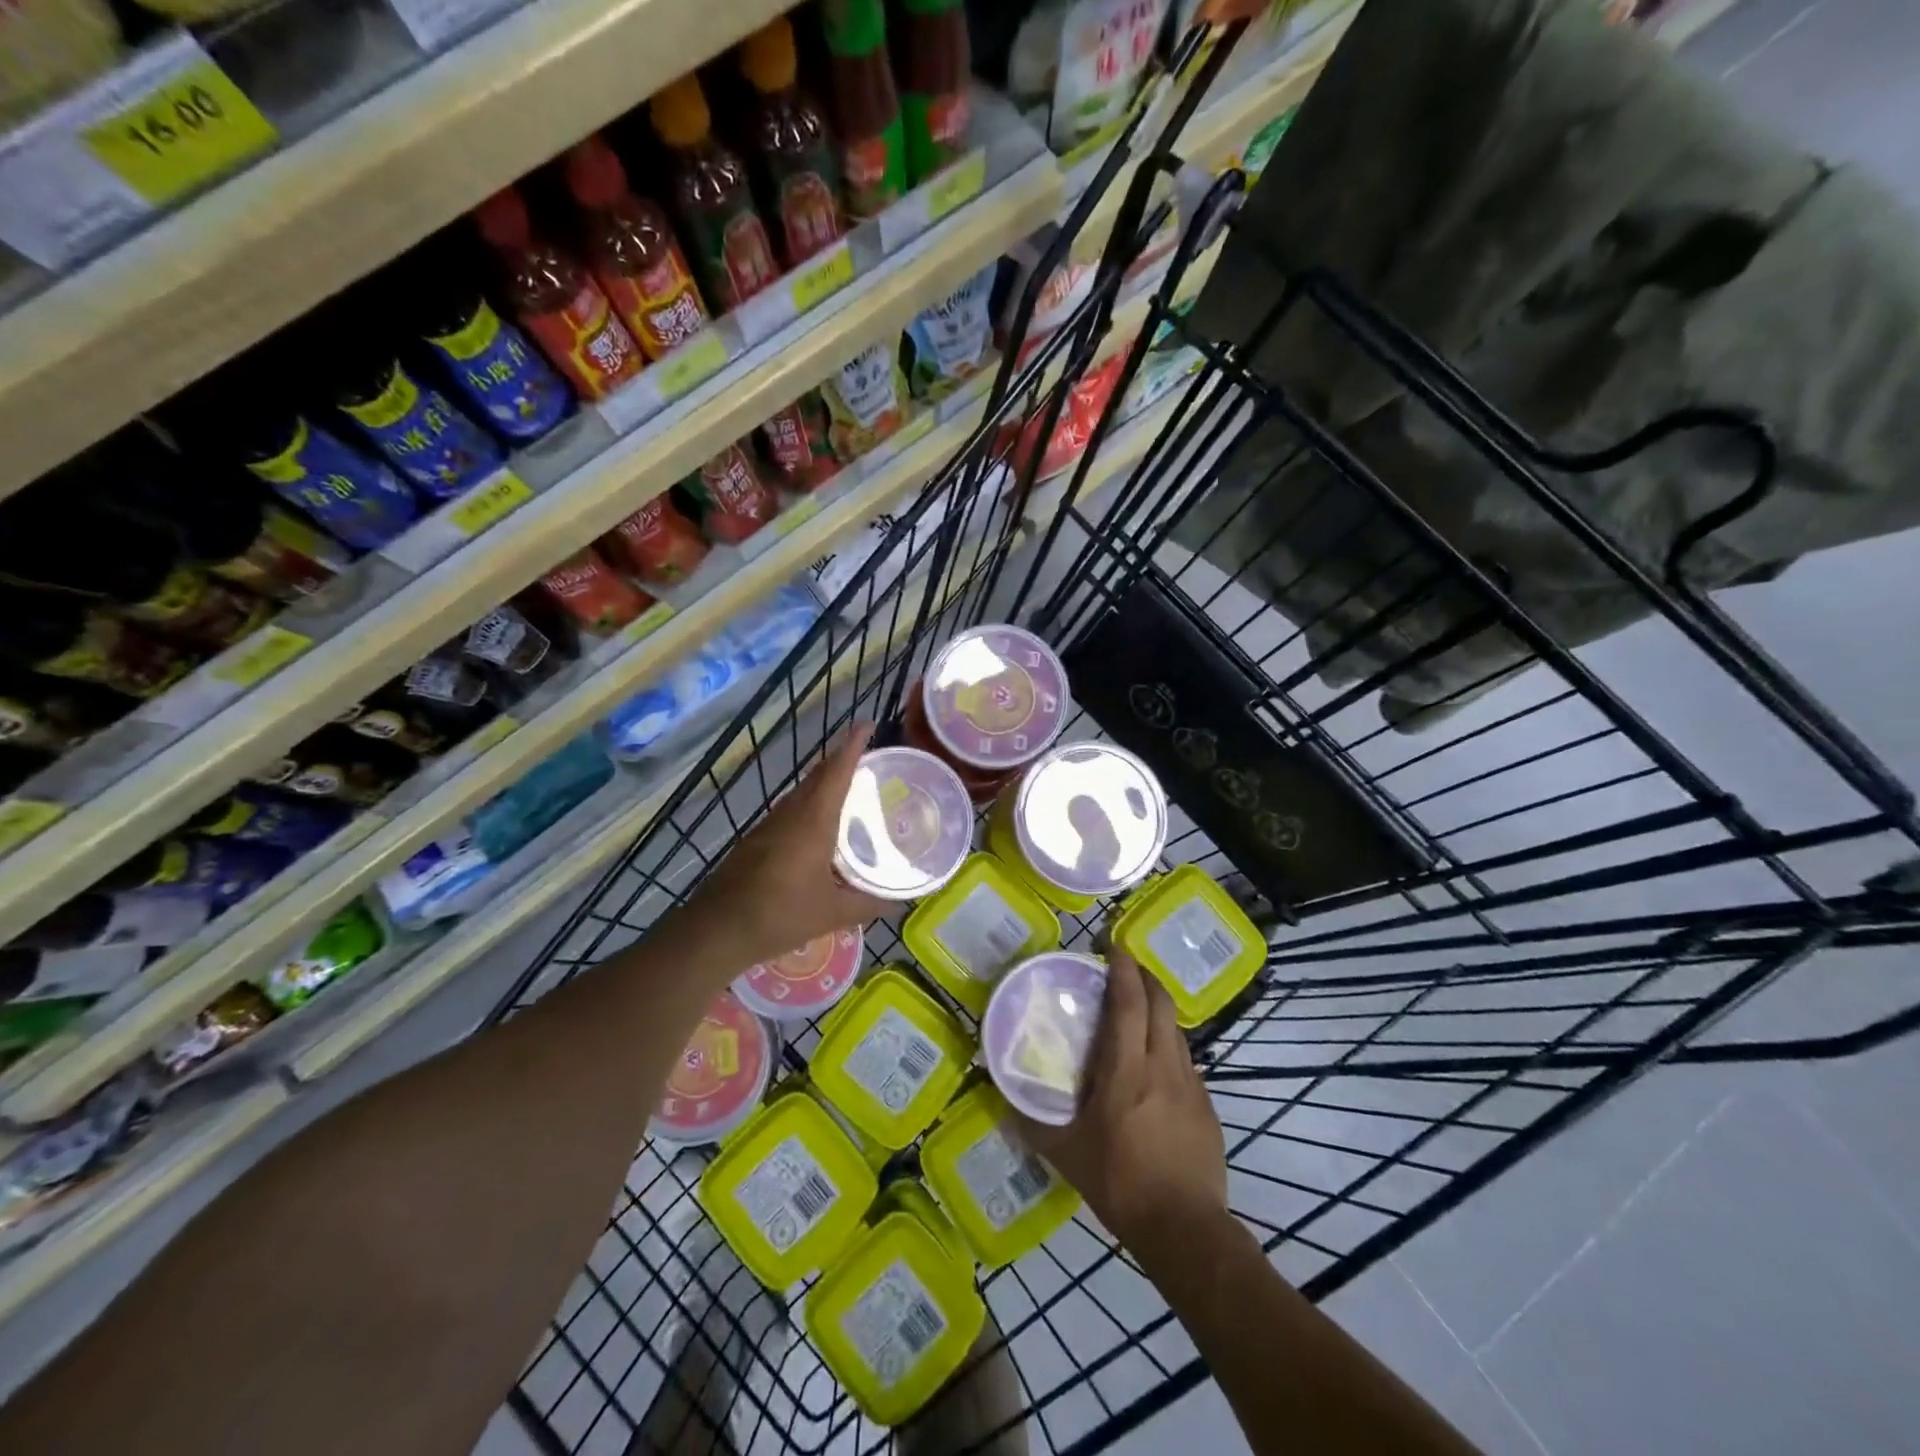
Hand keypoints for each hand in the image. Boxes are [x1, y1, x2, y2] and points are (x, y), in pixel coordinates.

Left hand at [686, 722, 887, 967]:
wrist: (717, 930)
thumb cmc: (779, 915)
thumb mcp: (832, 913)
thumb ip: (869, 904)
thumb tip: (900, 903)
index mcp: (813, 821)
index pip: (836, 772)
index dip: (852, 746)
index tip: (866, 725)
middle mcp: (791, 814)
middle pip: (818, 777)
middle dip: (840, 761)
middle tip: (867, 759)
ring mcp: (769, 826)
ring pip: (801, 793)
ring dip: (824, 784)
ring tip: (850, 790)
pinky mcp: (756, 841)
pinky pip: (790, 812)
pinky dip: (810, 806)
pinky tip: (819, 828)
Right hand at [1014, 952, 1227, 1258]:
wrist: (1185, 1229)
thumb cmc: (1120, 1183)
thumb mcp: (1066, 1153)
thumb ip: (1033, 1121)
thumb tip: (1002, 1096)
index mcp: (1127, 1070)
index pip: (1129, 1003)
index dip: (1124, 969)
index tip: (1115, 945)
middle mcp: (1163, 1066)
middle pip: (1161, 1004)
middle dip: (1146, 977)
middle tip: (1126, 967)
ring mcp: (1191, 1085)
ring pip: (1177, 1030)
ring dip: (1159, 1010)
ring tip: (1138, 1010)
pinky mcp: (1207, 1107)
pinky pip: (1186, 1061)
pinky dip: (1169, 1045)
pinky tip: (1155, 1066)